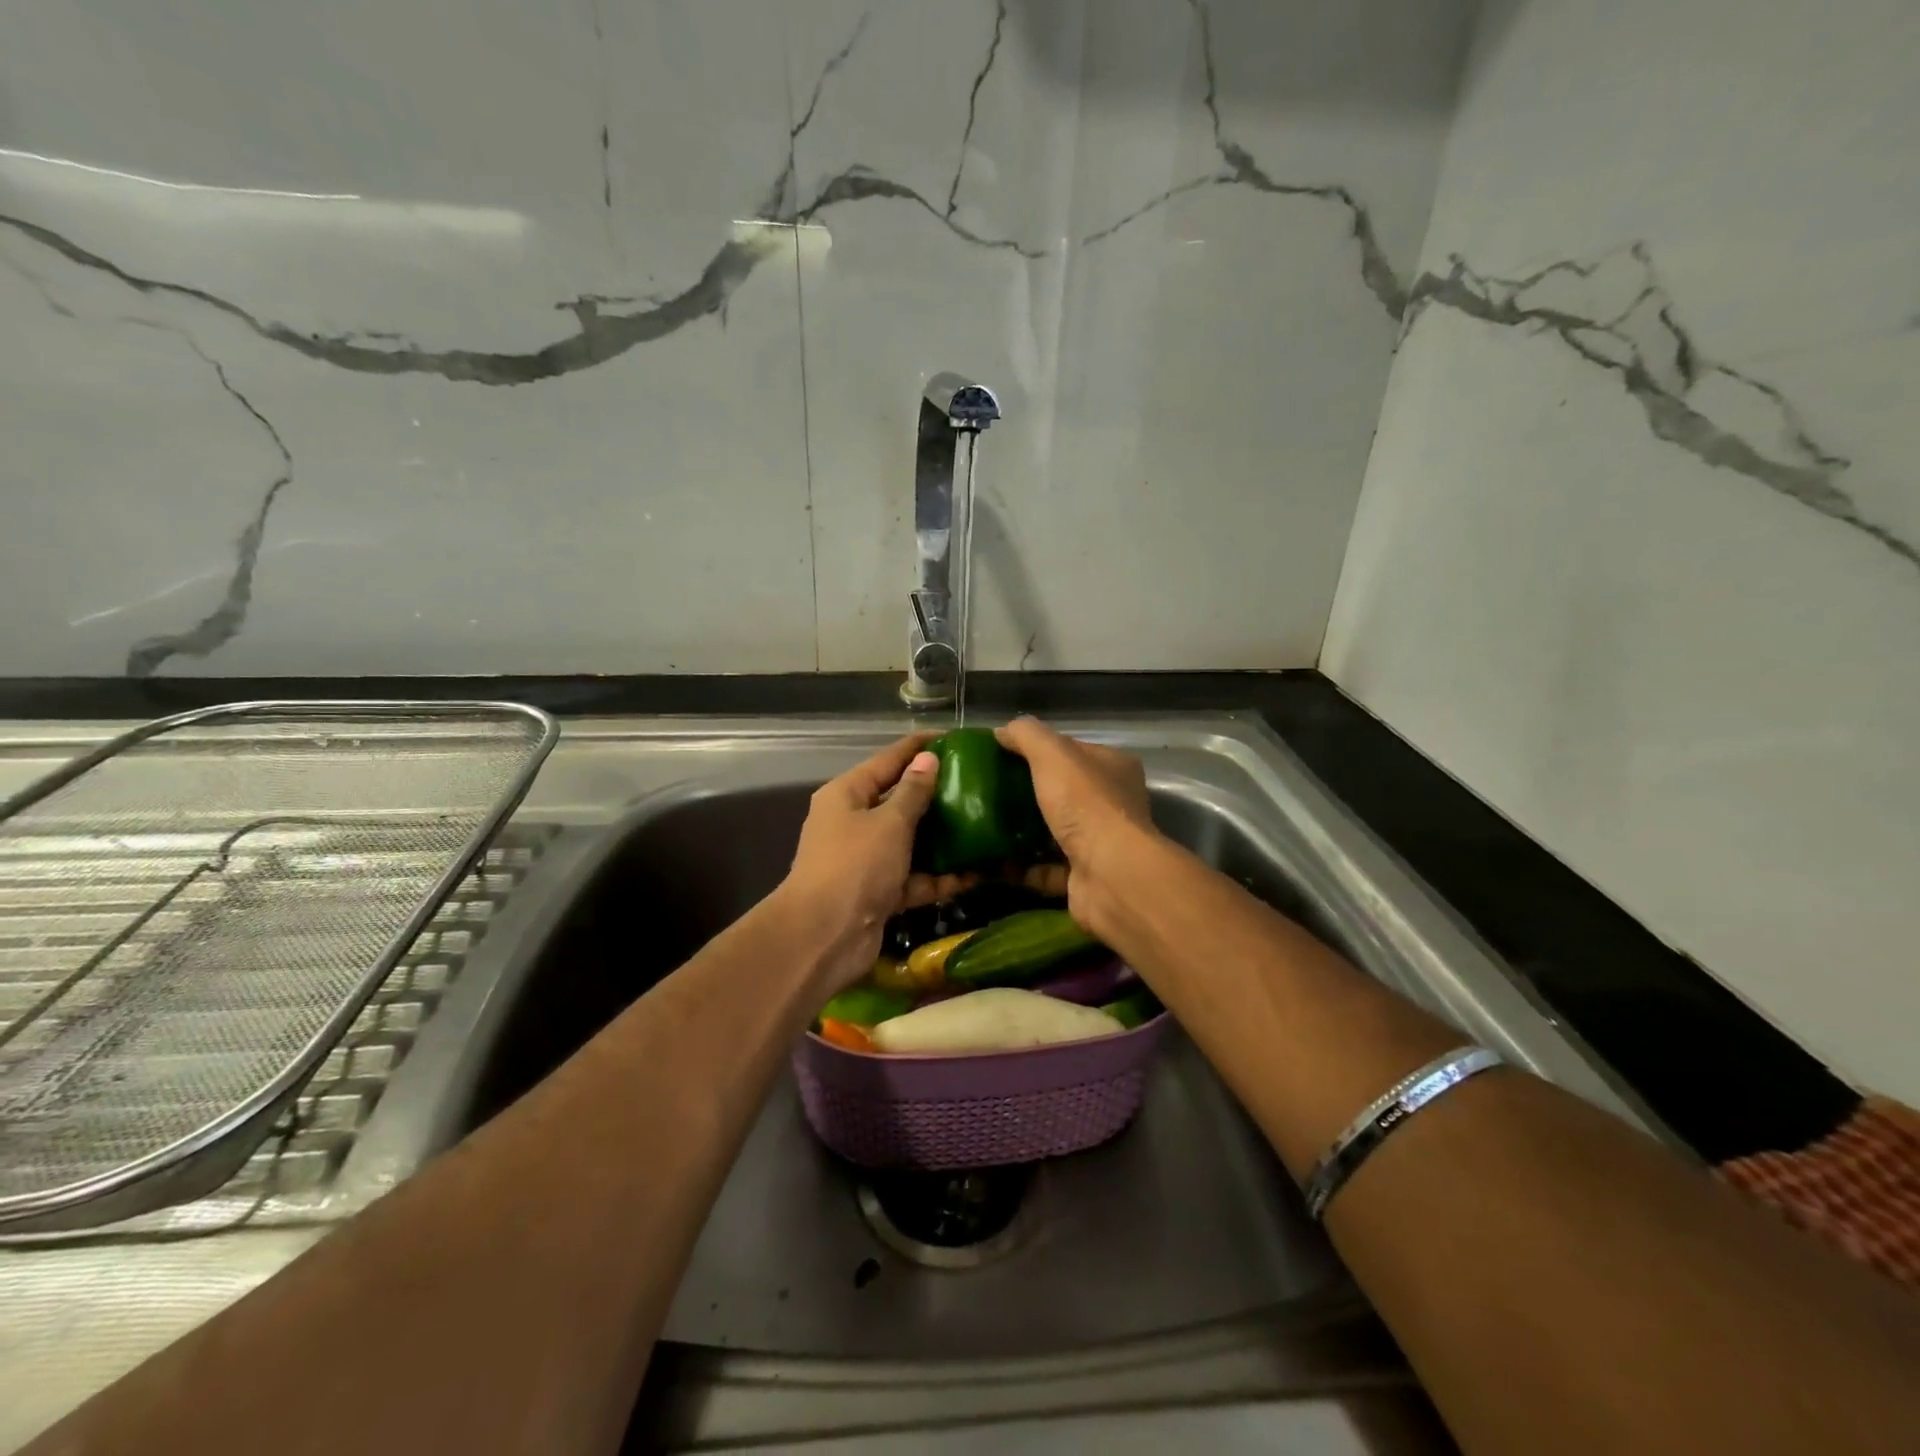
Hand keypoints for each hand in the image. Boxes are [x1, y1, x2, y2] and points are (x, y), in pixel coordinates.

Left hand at [780, 735, 972, 989]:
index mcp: (847, 794)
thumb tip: (928, 758)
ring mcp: (866, 860)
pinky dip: (939, 877)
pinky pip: (914, 877)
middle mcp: (853, 822)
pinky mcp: (879, 892)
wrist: (824, 937)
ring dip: (942, 838)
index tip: (956, 738)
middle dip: (936, 795)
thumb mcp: (889, 822)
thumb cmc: (855, 866)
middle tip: (978, 784)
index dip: (920, 747)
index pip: (888, 760)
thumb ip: (912, 791)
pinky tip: (975, 874)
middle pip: (899, 800)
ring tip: (984, 826)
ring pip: (910, 841)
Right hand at [995, 717, 1159, 939]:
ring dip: (1022, 832)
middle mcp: (1112, 804)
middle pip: (1062, 792)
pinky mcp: (1084, 877)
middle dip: (1027, 792)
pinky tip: (992, 862)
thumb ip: (1027, 735)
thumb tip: (1002, 731)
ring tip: (984, 825)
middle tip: (988, 791)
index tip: (1002, 754)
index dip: (1039, 749)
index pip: (1072, 750)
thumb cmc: (1085, 805)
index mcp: (1113, 767)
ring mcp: (1100, 843)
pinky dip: (1021, 867)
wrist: (1109, 875)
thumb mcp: (1053, 754)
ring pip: (1054, 832)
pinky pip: (1045, 869)